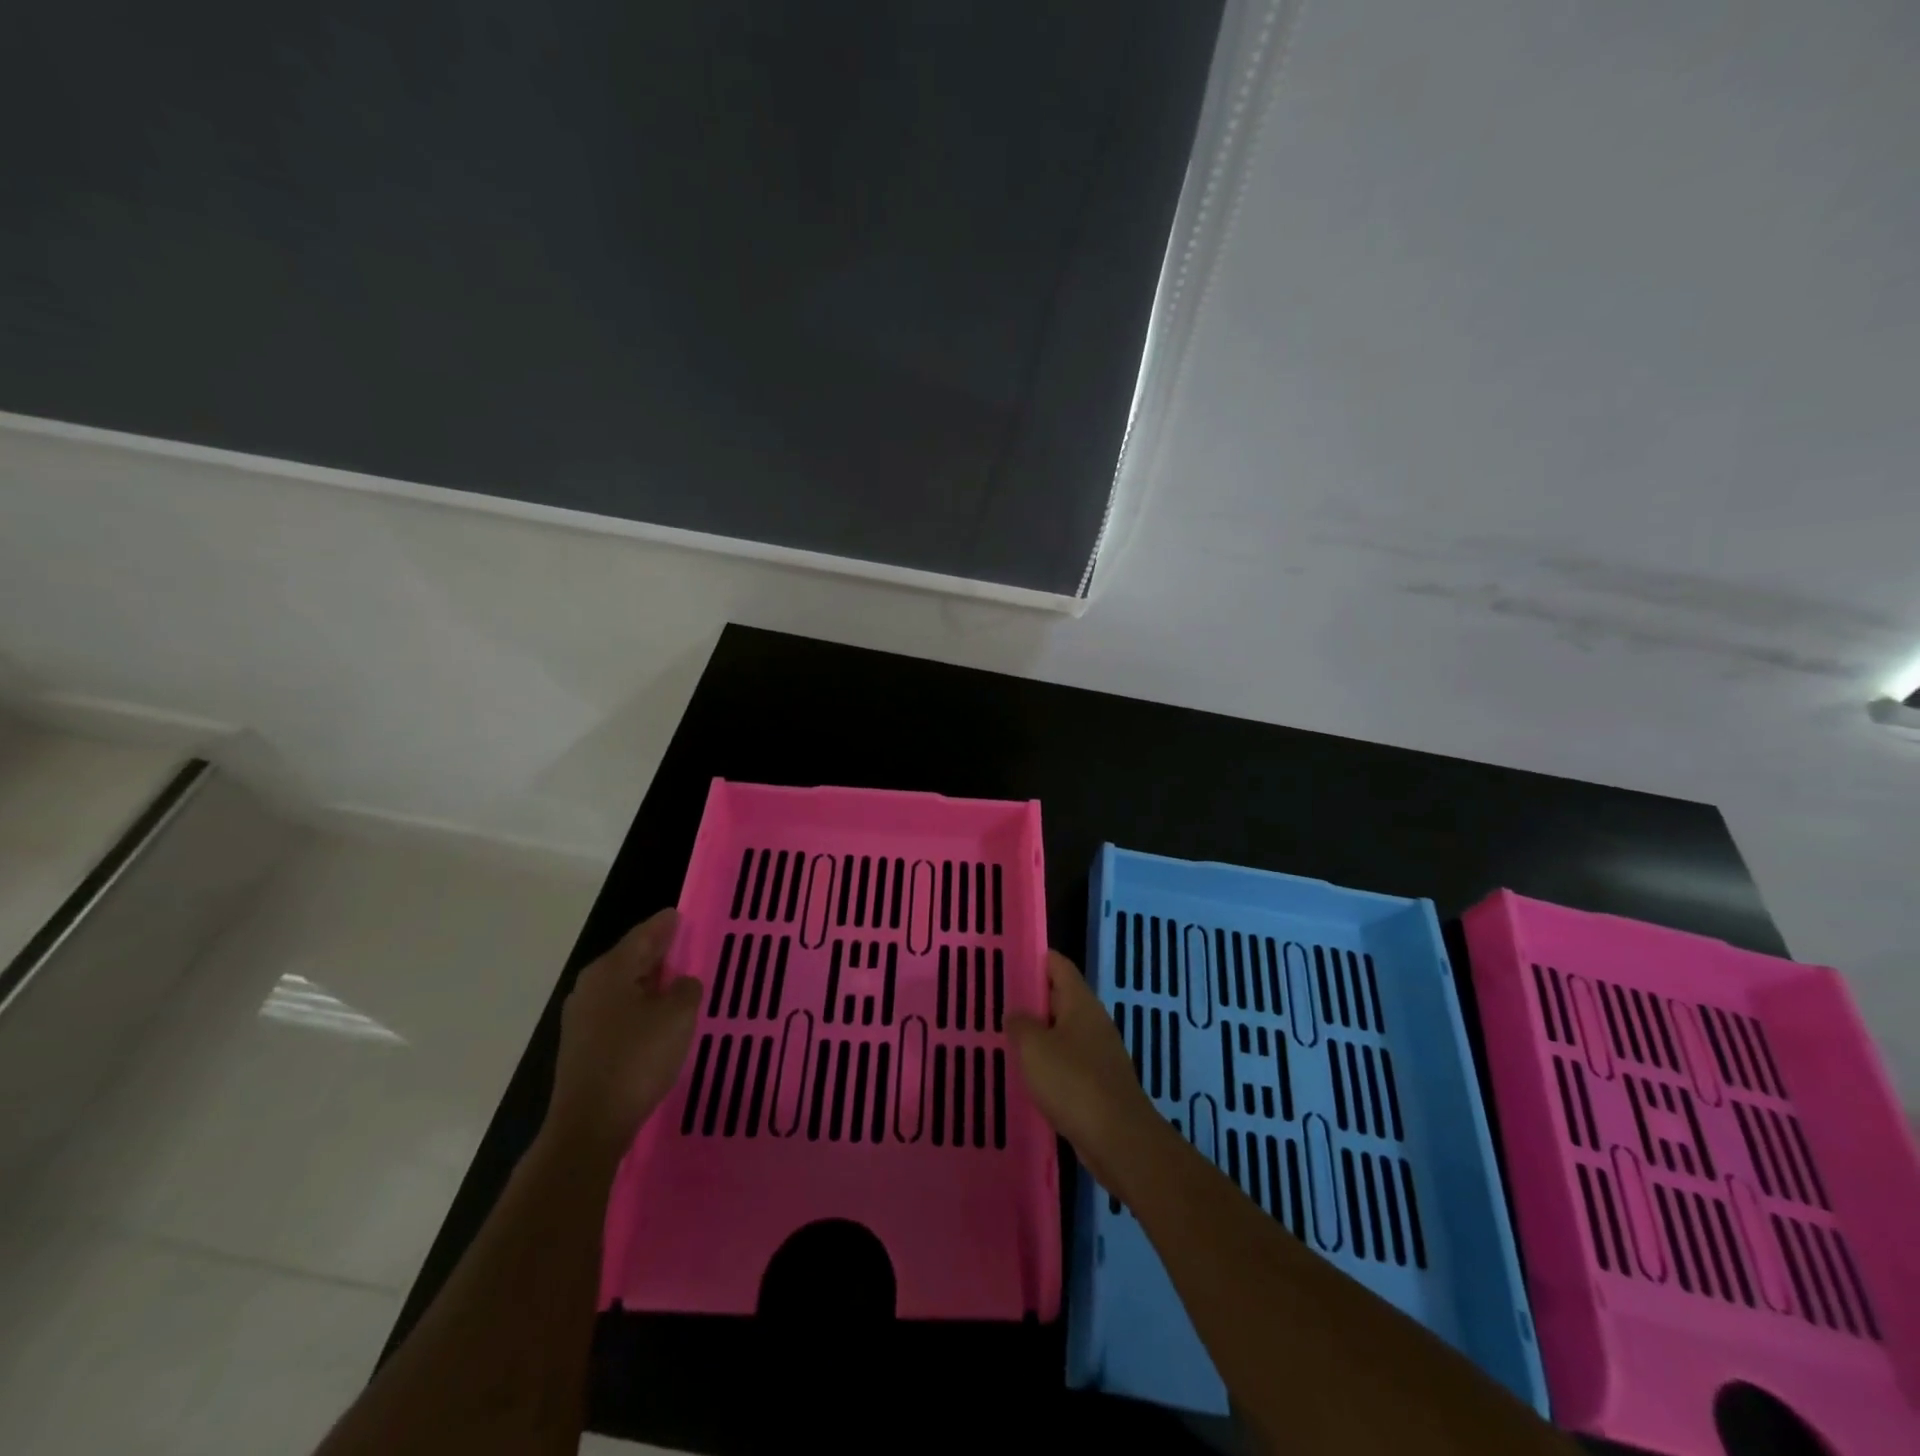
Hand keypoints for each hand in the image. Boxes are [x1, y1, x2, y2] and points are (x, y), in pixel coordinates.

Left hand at [546, 908, 700, 1162]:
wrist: (589, 1125)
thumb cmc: (637, 1060)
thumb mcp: (677, 1017)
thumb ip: (687, 989)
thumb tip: (681, 983)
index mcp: (611, 970)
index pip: (644, 935)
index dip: (664, 924)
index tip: (679, 914)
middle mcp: (591, 986)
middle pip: (629, 958)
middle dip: (656, 950)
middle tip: (682, 942)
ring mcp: (582, 1017)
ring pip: (622, 985)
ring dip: (648, 980)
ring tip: (674, 978)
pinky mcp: (582, 1045)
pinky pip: (616, 1009)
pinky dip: (638, 1003)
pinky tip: (654, 1015)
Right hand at [1006, 950, 1161, 1194]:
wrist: (1118, 1140)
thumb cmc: (1073, 1082)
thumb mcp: (1034, 1047)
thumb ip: (1020, 1024)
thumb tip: (1016, 1014)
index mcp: (1081, 1003)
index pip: (1058, 965)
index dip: (1034, 958)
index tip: (1006, 960)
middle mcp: (1093, 1021)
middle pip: (1060, 998)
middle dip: (1031, 998)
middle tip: (996, 1001)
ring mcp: (1098, 1053)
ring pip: (1062, 1032)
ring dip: (1038, 1034)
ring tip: (1005, 1037)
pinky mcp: (1098, 1083)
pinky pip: (1068, 1062)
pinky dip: (1048, 1063)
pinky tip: (1027, 1075)